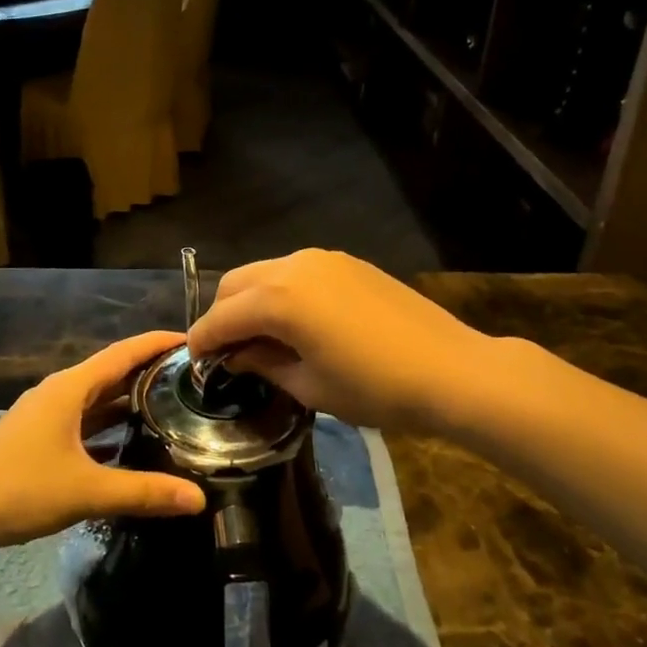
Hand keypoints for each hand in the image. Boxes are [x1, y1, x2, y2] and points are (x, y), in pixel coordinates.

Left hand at [0, 331, 206, 550]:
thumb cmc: (18, 489)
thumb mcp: (85, 490)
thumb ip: (142, 493)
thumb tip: (198, 499)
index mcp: (69, 388)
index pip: (123, 353)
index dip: (157, 343)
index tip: (192, 340)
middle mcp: (59, 394)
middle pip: (112, 373)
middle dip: (149, 371)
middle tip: (192, 377)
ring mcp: (46, 417)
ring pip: (97, 400)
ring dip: (129, 400)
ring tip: (171, 405)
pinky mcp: (39, 440)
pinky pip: (85, 423)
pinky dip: (110, 427)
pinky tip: (131, 444)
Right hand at [187, 250, 513, 432]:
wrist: (451, 369)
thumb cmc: (375, 388)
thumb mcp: (310, 386)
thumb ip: (263, 363)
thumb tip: (236, 355)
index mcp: (278, 299)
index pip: (221, 317)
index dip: (202, 342)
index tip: (195, 363)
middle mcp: (292, 266)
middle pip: (236, 284)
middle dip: (222, 316)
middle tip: (227, 352)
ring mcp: (322, 258)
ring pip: (265, 273)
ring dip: (251, 300)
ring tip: (260, 337)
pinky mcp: (346, 262)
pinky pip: (295, 271)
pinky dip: (280, 292)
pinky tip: (294, 321)